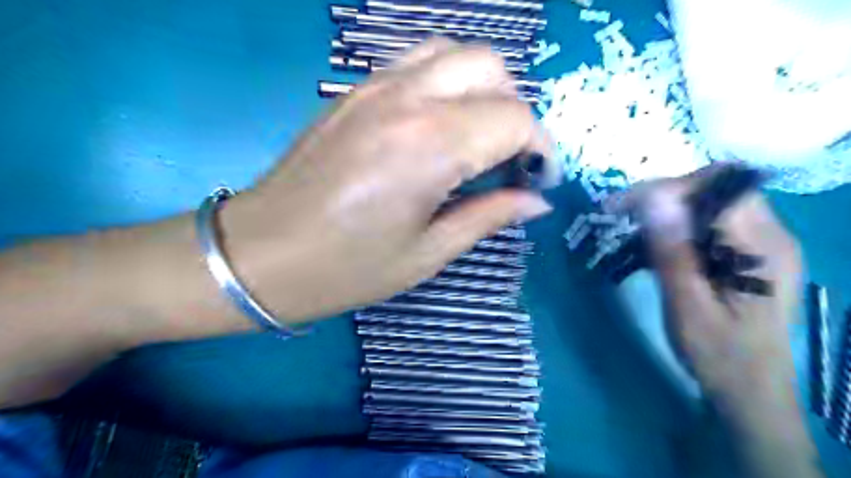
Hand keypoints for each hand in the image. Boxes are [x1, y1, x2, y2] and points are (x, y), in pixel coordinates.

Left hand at [216, 37, 559, 320]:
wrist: (261, 255)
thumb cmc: (347, 268)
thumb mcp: (427, 254)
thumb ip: (488, 217)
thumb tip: (537, 200)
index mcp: (430, 147)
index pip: (515, 120)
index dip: (541, 149)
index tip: (540, 180)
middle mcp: (407, 100)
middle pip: (491, 70)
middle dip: (516, 112)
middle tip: (510, 159)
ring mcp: (375, 87)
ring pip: (455, 54)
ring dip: (483, 89)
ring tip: (479, 137)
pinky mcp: (353, 91)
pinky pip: (417, 63)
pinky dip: (447, 82)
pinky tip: (440, 123)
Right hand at [615, 165, 801, 403]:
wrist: (750, 392)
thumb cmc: (718, 355)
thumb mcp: (688, 306)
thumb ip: (672, 251)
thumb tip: (653, 199)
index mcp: (764, 248)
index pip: (719, 188)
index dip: (669, 188)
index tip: (624, 206)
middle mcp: (771, 237)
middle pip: (717, 188)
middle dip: (666, 194)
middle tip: (625, 215)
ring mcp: (762, 244)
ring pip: (711, 202)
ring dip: (669, 209)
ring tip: (633, 230)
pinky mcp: (748, 255)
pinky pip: (711, 223)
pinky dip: (678, 226)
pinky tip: (655, 247)